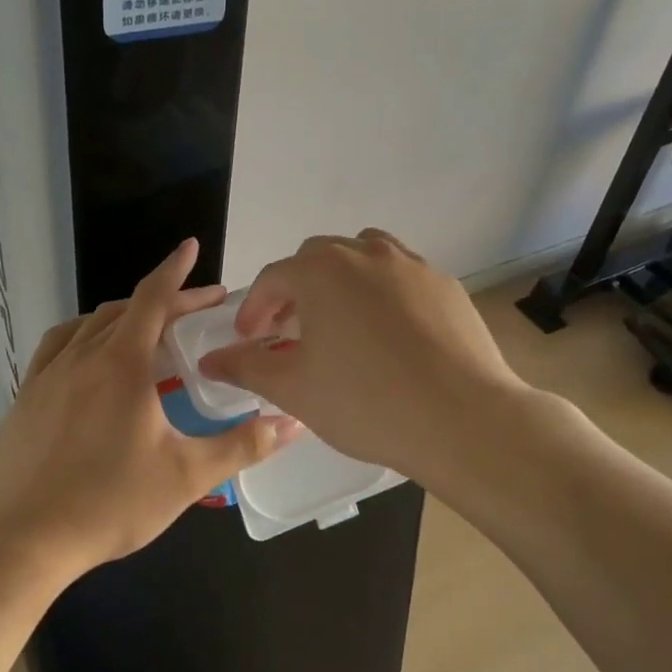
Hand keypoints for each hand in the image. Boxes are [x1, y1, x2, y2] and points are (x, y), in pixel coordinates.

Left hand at [0, 239, 295, 580]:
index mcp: (122, 363)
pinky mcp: (25, 396)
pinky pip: (57, 346)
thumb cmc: (111, 503)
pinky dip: (83, 335)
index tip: (191, 247)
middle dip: (165, 301)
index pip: (153, 298)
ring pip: (90, 324)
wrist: (25, 540)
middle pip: (127, 309)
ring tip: (148, 329)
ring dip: (123, 316)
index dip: (176, 271)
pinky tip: (88, 355)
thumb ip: (243, 445)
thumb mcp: (187, 476)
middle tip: (198, 310)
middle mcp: (83, 355)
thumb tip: (292, 423)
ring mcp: (48, 374)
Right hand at [196, 229, 534, 481]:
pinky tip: (389, 335)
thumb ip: (246, 366)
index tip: (248, 339)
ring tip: (340, 322)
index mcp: (321, 270)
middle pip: (317, 259)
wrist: (462, 419)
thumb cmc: (365, 402)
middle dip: (295, 291)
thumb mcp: (294, 388)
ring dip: (341, 281)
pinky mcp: (445, 285)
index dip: (254, 309)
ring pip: (363, 256)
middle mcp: (365, 253)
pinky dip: (382, 293)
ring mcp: (411, 265)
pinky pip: (401, 277)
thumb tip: (210, 359)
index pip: (273, 278)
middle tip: (290, 332)